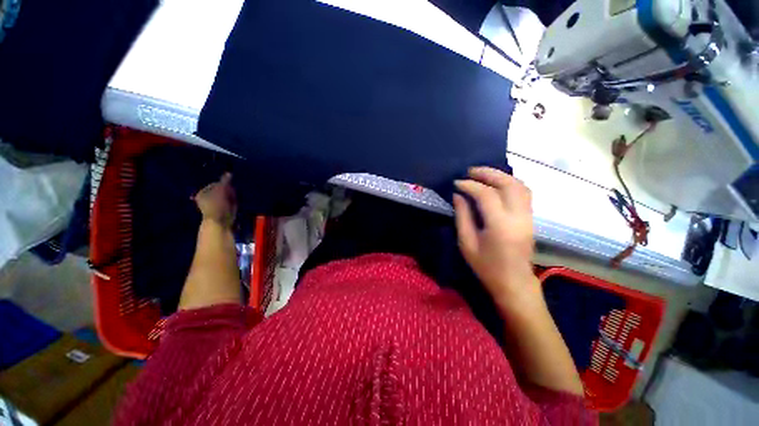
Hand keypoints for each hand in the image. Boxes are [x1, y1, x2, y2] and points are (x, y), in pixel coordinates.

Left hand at [193, 173, 236, 227]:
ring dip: (231, 196)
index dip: (223, 184)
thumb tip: (229, 172)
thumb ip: (225, 181)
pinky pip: (229, 203)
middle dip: (228, 191)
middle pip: (221, 190)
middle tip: (232, 193)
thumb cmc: (217, 205)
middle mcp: (207, 199)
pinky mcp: (223, 211)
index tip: (229, 187)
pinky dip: (233, 202)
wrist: (220, 222)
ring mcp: (215, 206)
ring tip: (234, 200)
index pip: (215, 184)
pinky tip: (235, 204)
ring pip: (226, 197)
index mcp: (202, 193)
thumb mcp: (221, 190)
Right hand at [453, 167, 538, 308]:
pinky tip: (496, 184)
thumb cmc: (486, 266)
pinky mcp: (531, 218)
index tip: (456, 183)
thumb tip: (458, 195)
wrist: (514, 282)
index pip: (486, 195)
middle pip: (508, 184)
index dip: (470, 185)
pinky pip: (523, 192)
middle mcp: (518, 217)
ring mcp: (528, 216)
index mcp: (500, 226)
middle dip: (488, 173)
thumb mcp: (467, 243)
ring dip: (501, 175)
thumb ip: (462, 216)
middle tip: (470, 171)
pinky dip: (509, 183)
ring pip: (520, 185)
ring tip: (482, 174)